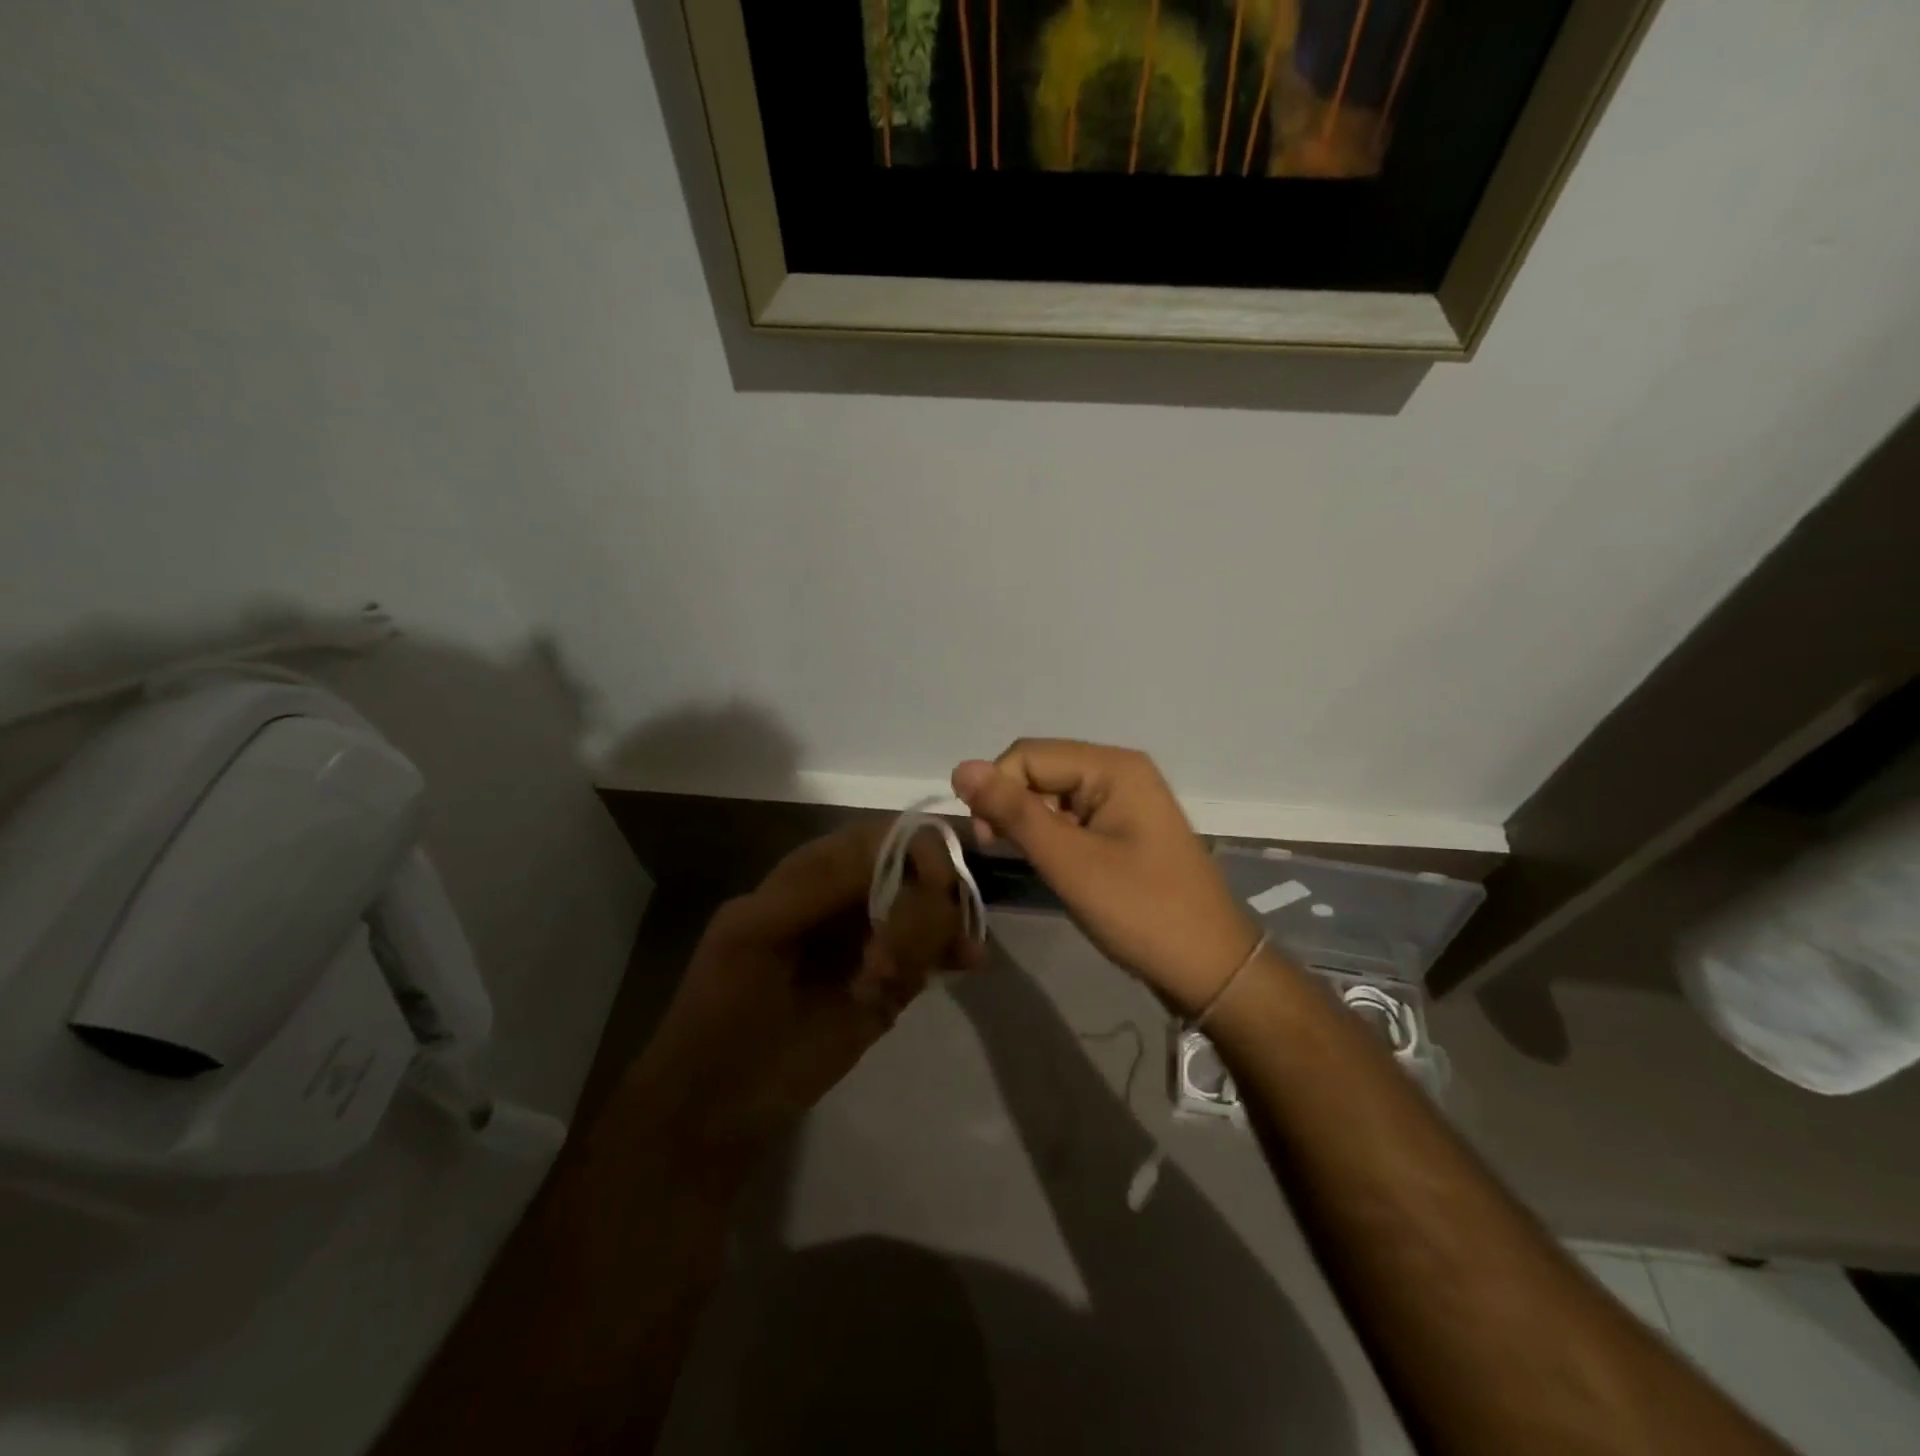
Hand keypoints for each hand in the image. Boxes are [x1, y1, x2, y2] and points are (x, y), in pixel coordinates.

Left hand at [628, 820, 976, 1188]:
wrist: (721, 1102)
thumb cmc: (722, 1010)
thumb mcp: (752, 934)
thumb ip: (816, 886)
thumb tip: (890, 843)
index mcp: (816, 872)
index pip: (883, 835)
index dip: (918, 850)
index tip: (933, 887)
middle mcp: (855, 895)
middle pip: (921, 870)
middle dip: (922, 909)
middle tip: (891, 964)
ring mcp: (878, 937)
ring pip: (936, 909)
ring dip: (931, 938)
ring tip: (892, 986)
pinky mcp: (895, 981)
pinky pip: (937, 950)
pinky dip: (954, 951)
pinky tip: (965, 965)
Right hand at [952, 740, 1257, 1013]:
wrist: (1210, 969)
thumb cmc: (1141, 912)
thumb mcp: (1069, 863)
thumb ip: (1014, 813)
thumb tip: (960, 767)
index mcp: (1113, 767)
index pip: (1027, 755)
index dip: (997, 790)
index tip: (990, 842)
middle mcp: (1120, 770)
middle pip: (1041, 769)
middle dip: (1013, 806)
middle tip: (1006, 854)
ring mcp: (1126, 799)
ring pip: (1053, 794)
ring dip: (1032, 823)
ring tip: (1036, 865)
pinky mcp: (1125, 827)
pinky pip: (1073, 815)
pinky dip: (1054, 836)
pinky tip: (1056, 866)